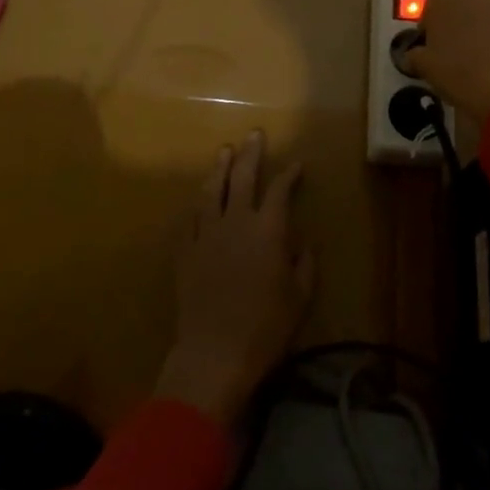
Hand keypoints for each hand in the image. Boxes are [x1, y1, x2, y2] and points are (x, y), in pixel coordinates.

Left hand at [155, 131, 314, 428]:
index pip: (279, 190)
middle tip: (254, 135)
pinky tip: (199, 197)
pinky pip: (189, 219)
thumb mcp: (299, 298)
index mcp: (268, 230)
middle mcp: (236, 222)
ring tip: (224, 151)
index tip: (297, 165)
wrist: (214, 354)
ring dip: (219, 168)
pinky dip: (196, 204)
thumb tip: (303, 242)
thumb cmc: (265, 328)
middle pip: (242, 177)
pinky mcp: (185, 252)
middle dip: (250, 153)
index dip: (289, 174)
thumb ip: (304, 264)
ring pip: (211, 191)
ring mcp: (206, 234)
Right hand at [407, 0, 489, 125]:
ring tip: (475, 63)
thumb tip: (413, 56)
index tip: (429, 45)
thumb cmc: (458, 71)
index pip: (433, 1)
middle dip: (456, 23)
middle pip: (463, 4)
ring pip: (487, 16)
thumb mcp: (424, 65)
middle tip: (450, 53)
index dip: (430, 24)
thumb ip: (414, 55)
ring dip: (480, 32)